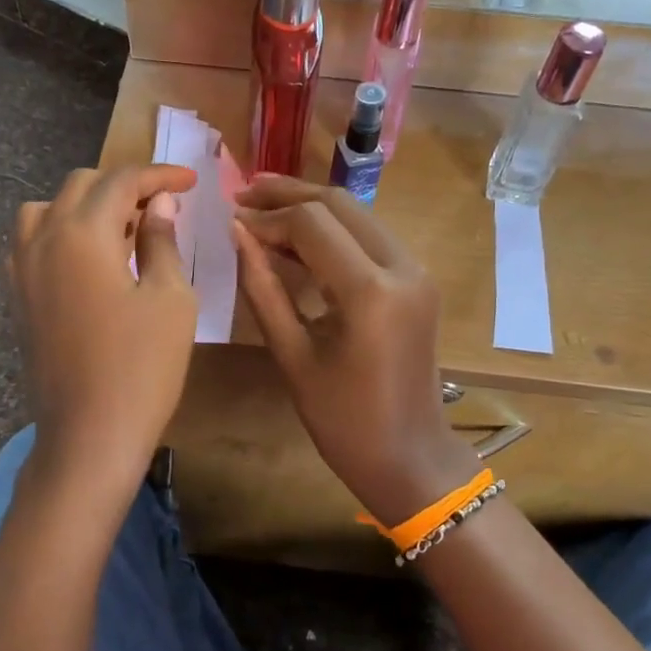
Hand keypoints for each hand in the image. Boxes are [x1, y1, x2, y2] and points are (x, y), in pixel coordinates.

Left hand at [11, 165, 198, 498]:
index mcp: (81, 232)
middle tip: (163, 208)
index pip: (122, 181)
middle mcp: (42, 239)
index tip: (192, 182)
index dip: (160, 175)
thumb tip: (159, 203)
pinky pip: (31, 243)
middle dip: (124, 187)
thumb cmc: (141, 367)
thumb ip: (162, 240)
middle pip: (81, 186)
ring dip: (86, 207)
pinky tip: (89, 262)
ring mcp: (21, 270)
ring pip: (47, 210)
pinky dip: (60, 234)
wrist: (89, 437)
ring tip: (121, 233)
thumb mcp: (170, 298)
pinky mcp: (17, 299)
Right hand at [231, 178, 479, 526]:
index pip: (312, 224)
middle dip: (289, 195)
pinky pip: (370, 237)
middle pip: (339, 204)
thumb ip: (262, 288)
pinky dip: (333, 230)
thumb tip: (237, 234)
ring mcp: (417, 271)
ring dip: (312, 207)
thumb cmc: (344, 420)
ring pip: (358, 215)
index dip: (268, 218)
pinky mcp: (418, 279)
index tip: (232, 222)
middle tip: (244, 194)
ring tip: (264, 206)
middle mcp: (402, 267)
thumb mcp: (292, 356)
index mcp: (371, 292)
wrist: (410, 456)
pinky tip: (299, 236)